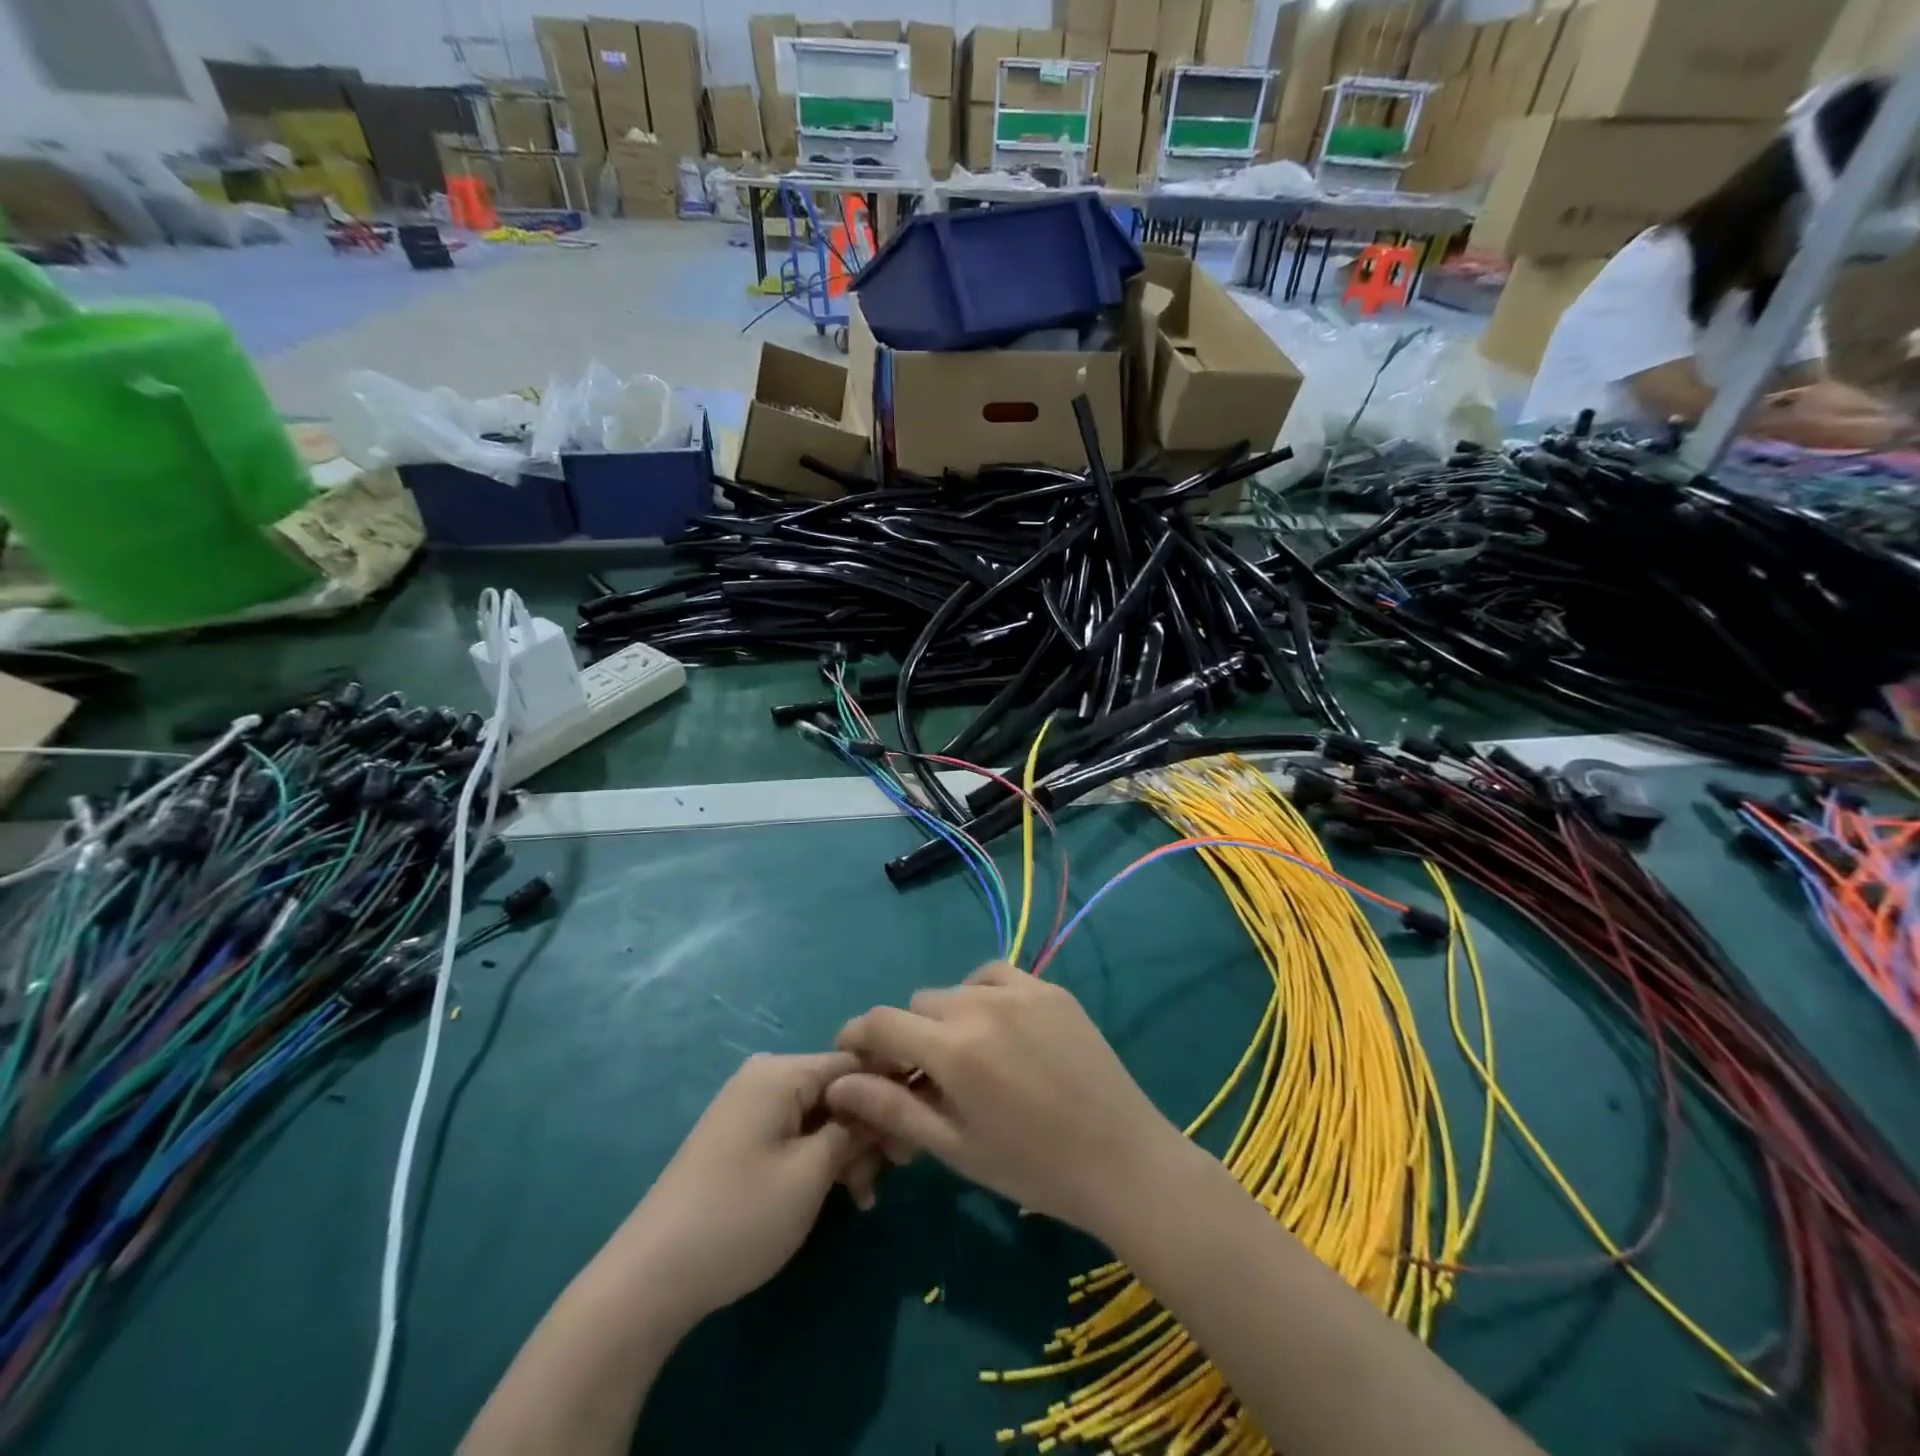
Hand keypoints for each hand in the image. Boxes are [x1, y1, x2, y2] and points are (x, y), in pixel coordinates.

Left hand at [624, 1052, 877, 1327]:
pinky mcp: (743, 1138)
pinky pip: (797, 1134)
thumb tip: (884, 1102)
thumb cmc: (739, 1216)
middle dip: (867, 1131)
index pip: (855, 1061)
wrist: (649, 1279)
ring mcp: (751, 1108)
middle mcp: (765, 1077)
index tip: (915, 1132)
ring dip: (848, 1152)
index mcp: (780, 1072)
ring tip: (863, 1200)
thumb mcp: (811, 1173)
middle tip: (889, 1177)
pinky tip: (839, 1197)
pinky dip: (821, 1160)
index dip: (890, 1092)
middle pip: (838, 1090)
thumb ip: (855, 1129)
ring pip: (820, 1116)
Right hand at [824, 963, 1185, 1240]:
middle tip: (925, 1074)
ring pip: (957, 987)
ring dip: (948, 1014)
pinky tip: (998, 1027)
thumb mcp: (955, 1147)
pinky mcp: (1051, 989)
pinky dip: (984, 993)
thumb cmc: (1032, 1168)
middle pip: (919, 1004)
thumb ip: (892, 1108)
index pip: (882, 1022)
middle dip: (910, 1035)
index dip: (859, 1036)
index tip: (855, 1056)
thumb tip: (838, 1084)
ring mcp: (1021, 991)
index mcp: (953, 1049)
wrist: (1122, 1160)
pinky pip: (998, 976)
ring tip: (967, 1053)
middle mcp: (981, 1005)